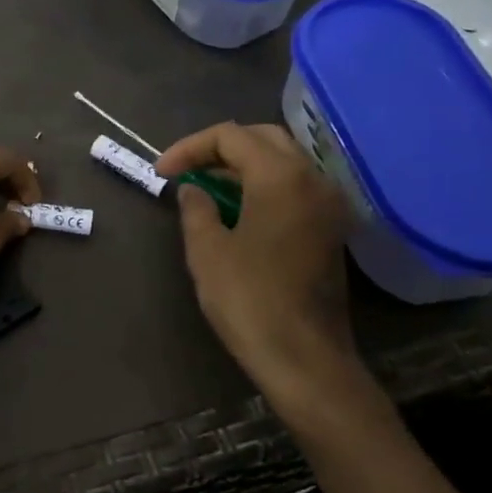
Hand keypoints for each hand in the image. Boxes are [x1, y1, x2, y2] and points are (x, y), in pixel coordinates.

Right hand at [157, 122, 384, 431]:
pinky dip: (264, 184)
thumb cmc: (249, 300)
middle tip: (186, 170)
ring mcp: (328, 203)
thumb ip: (196, 208)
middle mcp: (312, 179)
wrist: (304, 356)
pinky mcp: (330, 227)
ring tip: (206, 186)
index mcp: (280, 177)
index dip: (189, 148)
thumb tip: (194, 189)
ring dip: (242, 165)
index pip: (230, 136)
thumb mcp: (207, 251)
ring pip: (283, 160)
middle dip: (219, 148)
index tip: (161, 173)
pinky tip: (238, 207)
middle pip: (262, 138)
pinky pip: (295, 185)